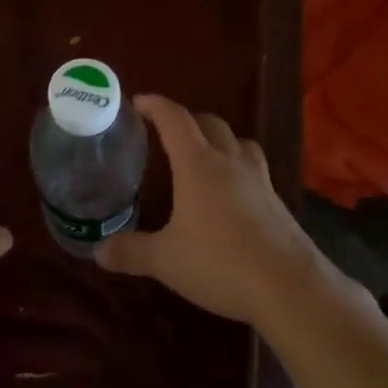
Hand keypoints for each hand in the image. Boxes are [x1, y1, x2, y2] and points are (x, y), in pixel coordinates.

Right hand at [98, 94, 326, 326]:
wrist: (289, 285)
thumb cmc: (221, 263)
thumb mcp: (166, 260)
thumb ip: (131, 251)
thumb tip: (98, 250)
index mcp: (198, 164)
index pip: (174, 119)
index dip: (155, 105)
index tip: (137, 102)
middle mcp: (230, 161)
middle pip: (209, 123)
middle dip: (186, 120)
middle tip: (165, 132)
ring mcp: (258, 178)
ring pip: (238, 141)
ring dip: (218, 138)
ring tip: (203, 155)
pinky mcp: (276, 200)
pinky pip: (254, 167)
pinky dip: (237, 166)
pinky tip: (231, 192)